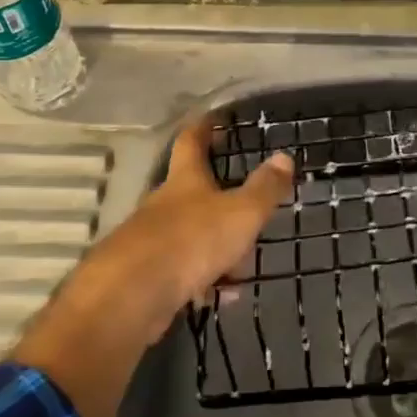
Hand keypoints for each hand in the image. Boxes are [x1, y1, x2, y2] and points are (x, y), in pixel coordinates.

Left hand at [76, 118, 293, 341]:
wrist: (131, 296)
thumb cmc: (191, 241)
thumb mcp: (240, 213)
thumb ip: (264, 188)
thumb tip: (284, 157)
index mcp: (185, 180)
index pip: (191, 142)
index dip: (204, 128)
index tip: (215, 120)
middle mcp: (163, 204)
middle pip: (191, 191)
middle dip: (217, 198)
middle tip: (246, 207)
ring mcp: (150, 240)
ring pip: (189, 235)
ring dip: (214, 247)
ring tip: (240, 267)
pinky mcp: (145, 276)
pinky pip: (181, 271)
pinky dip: (202, 280)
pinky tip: (219, 296)